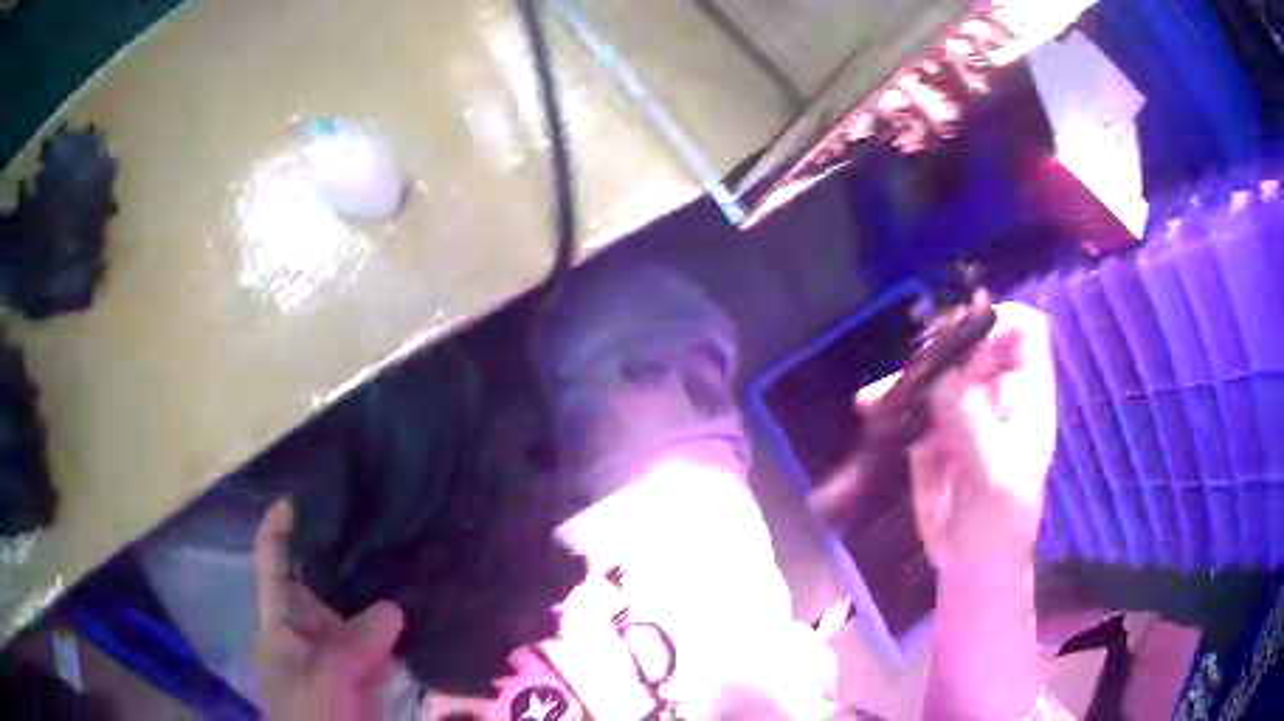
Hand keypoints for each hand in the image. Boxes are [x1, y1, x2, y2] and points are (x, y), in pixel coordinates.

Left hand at [253, 499, 404, 719]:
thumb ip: (353, 642)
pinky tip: (425, 609)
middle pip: (321, 579)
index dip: (282, 525)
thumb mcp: (325, 678)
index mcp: (281, 621)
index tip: (307, 491)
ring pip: (357, 611)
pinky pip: (384, 642)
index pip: (274, 561)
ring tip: (408, 552)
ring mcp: (339, 653)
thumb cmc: (314, 716)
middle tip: (380, 518)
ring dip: (378, 589)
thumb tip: (394, 607)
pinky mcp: (368, 675)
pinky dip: (401, 628)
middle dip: (344, 550)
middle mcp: (308, 629)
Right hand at [857, 301, 1056, 574]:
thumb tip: (939, 374)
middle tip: (917, 361)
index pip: (1025, 332)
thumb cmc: (1000, 527)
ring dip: (910, 373)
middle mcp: (996, 395)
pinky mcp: (932, 431)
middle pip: (974, 341)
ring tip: (884, 393)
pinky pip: (911, 401)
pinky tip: (869, 406)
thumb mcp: (995, 478)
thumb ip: (972, 424)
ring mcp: (962, 410)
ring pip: (938, 368)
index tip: (963, 333)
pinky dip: (890, 400)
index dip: (999, 319)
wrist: (971, 566)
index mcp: (1026, 398)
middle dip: (944, 343)